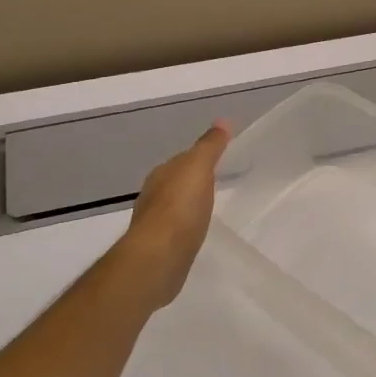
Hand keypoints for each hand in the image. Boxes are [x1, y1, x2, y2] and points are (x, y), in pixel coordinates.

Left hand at [117, 123, 230, 310]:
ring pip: (175, 206)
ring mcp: (155, 223)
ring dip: (188, 204)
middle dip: (192, 181)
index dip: (199, 157)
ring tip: (208, 207)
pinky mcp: (161, 247)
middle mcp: (153, 195)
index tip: (218, 159)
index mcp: (162, 174)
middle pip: (176, 182)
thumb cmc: (180, 207)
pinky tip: (196, 231)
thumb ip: (209, 146)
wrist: (159, 255)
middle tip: (216, 182)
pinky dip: (186, 226)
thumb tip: (222, 121)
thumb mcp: (198, 168)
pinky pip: (177, 229)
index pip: (182, 159)